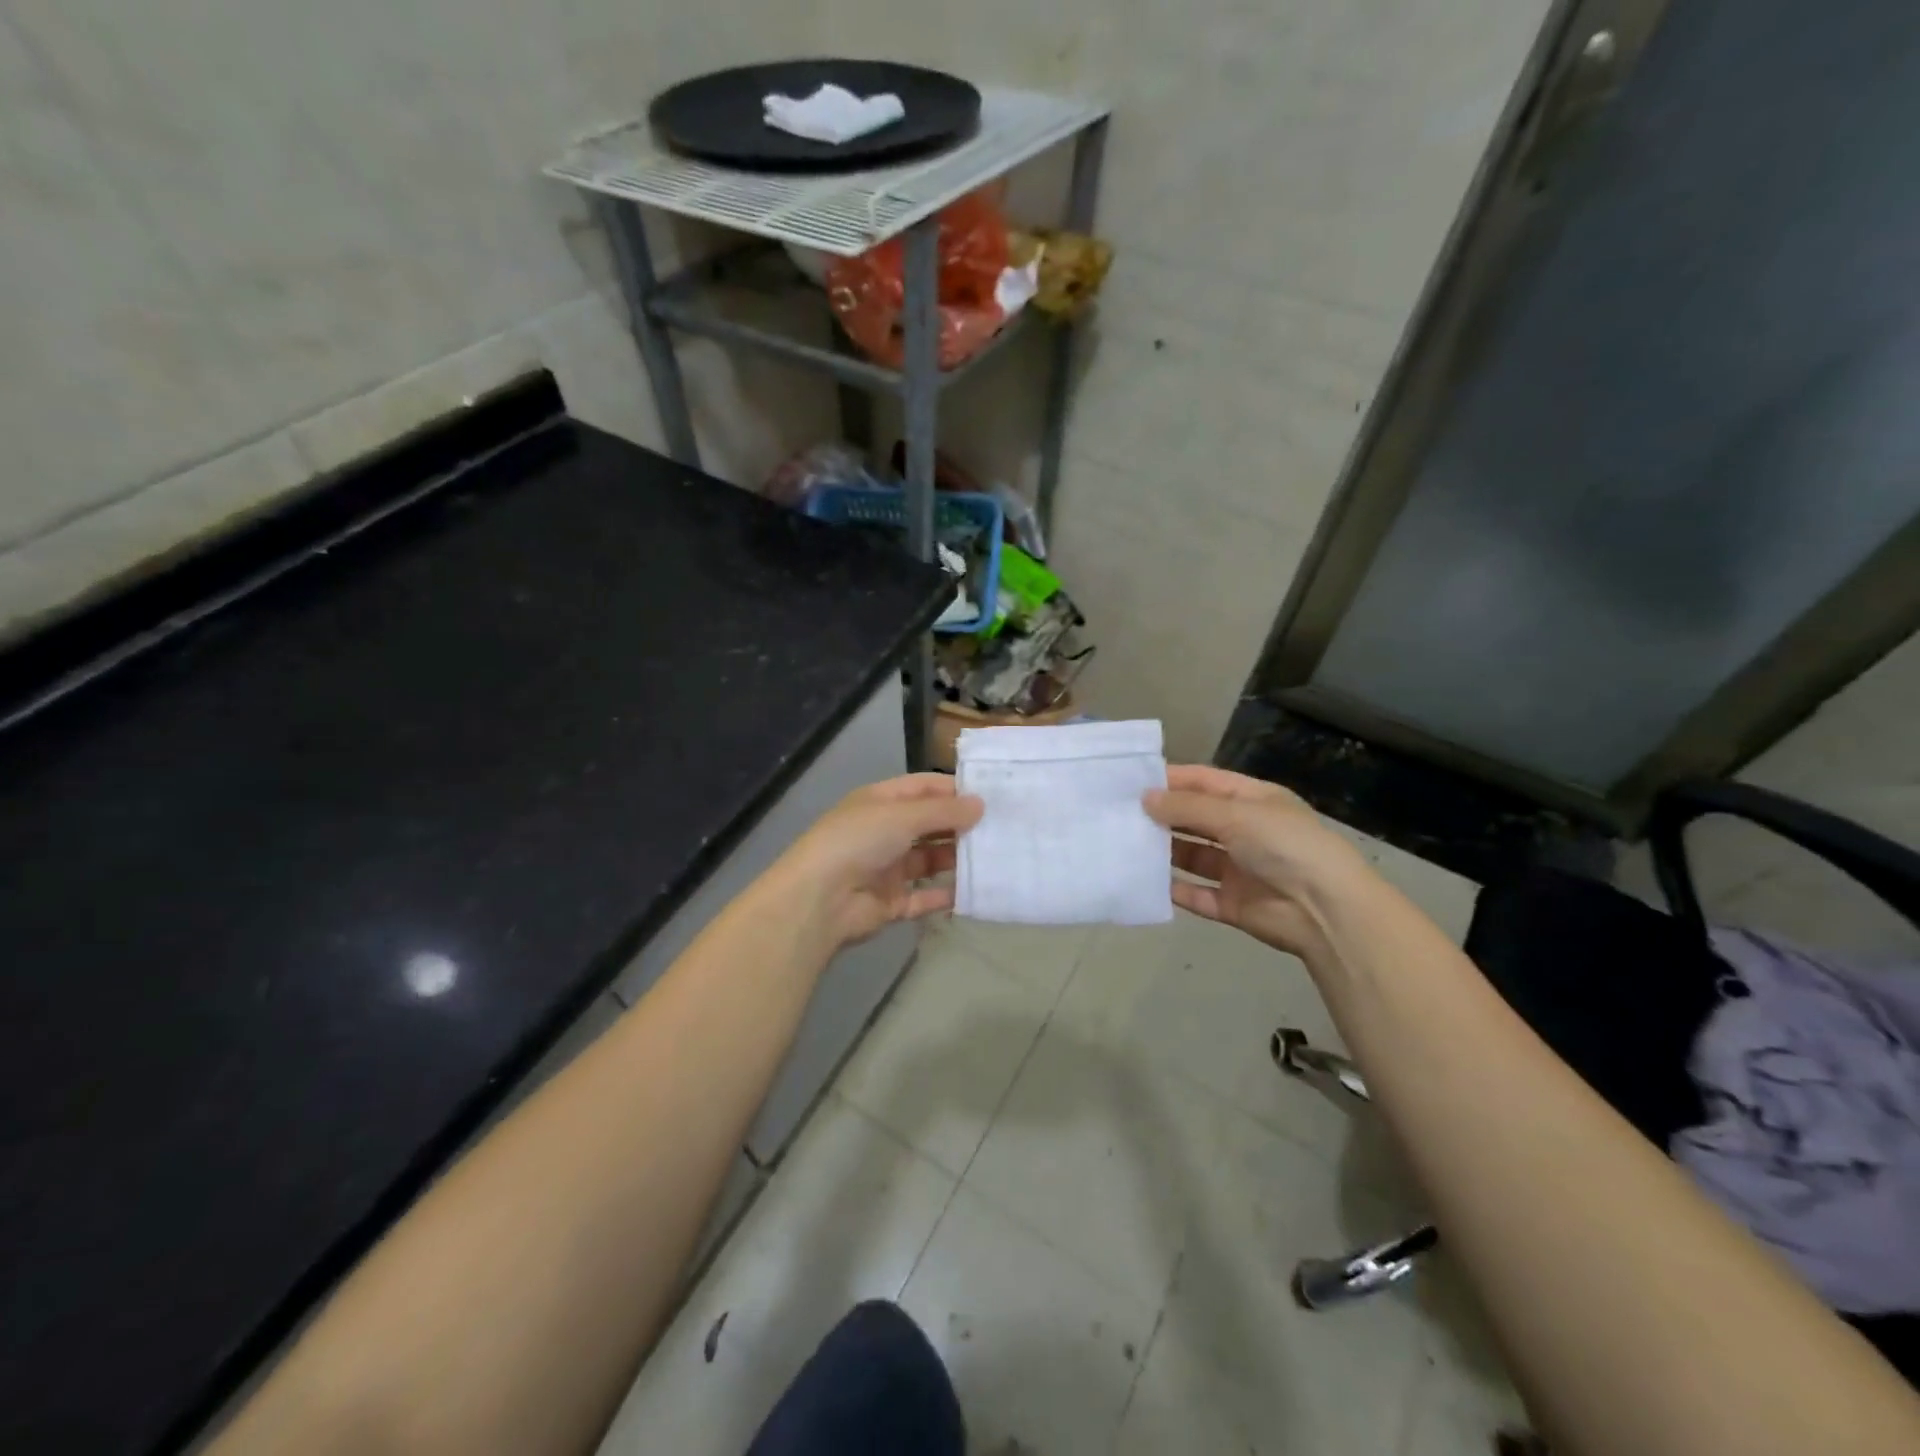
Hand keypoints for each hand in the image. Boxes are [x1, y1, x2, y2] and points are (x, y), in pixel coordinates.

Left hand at [774, 774, 983, 949]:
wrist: (819, 900)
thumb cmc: (859, 842)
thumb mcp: (902, 816)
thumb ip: (943, 812)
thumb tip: (980, 805)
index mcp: (880, 803)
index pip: (923, 788)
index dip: (954, 789)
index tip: (992, 795)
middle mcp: (884, 832)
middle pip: (929, 825)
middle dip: (960, 826)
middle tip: (1002, 828)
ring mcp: (887, 869)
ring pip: (930, 860)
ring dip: (956, 859)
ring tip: (995, 857)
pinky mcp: (891, 903)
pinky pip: (925, 897)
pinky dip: (946, 895)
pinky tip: (974, 892)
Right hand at [1144, 764, 1369, 959]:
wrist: (1324, 909)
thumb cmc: (1283, 845)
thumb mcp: (1234, 814)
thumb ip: (1186, 807)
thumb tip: (1144, 798)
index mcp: (1253, 801)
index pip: (1205, 782)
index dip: (1172, 780)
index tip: (1132, 781)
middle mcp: (1245, 831)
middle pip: (1196, 819)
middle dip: (1163, 816)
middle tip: (1119, 813)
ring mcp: (1238, 869)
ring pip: (1192, 856)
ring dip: (1164, 851)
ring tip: (1125, 844)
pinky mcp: (1232, 903)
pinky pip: (1196, 894)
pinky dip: (1174, 889)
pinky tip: (1145, 882)